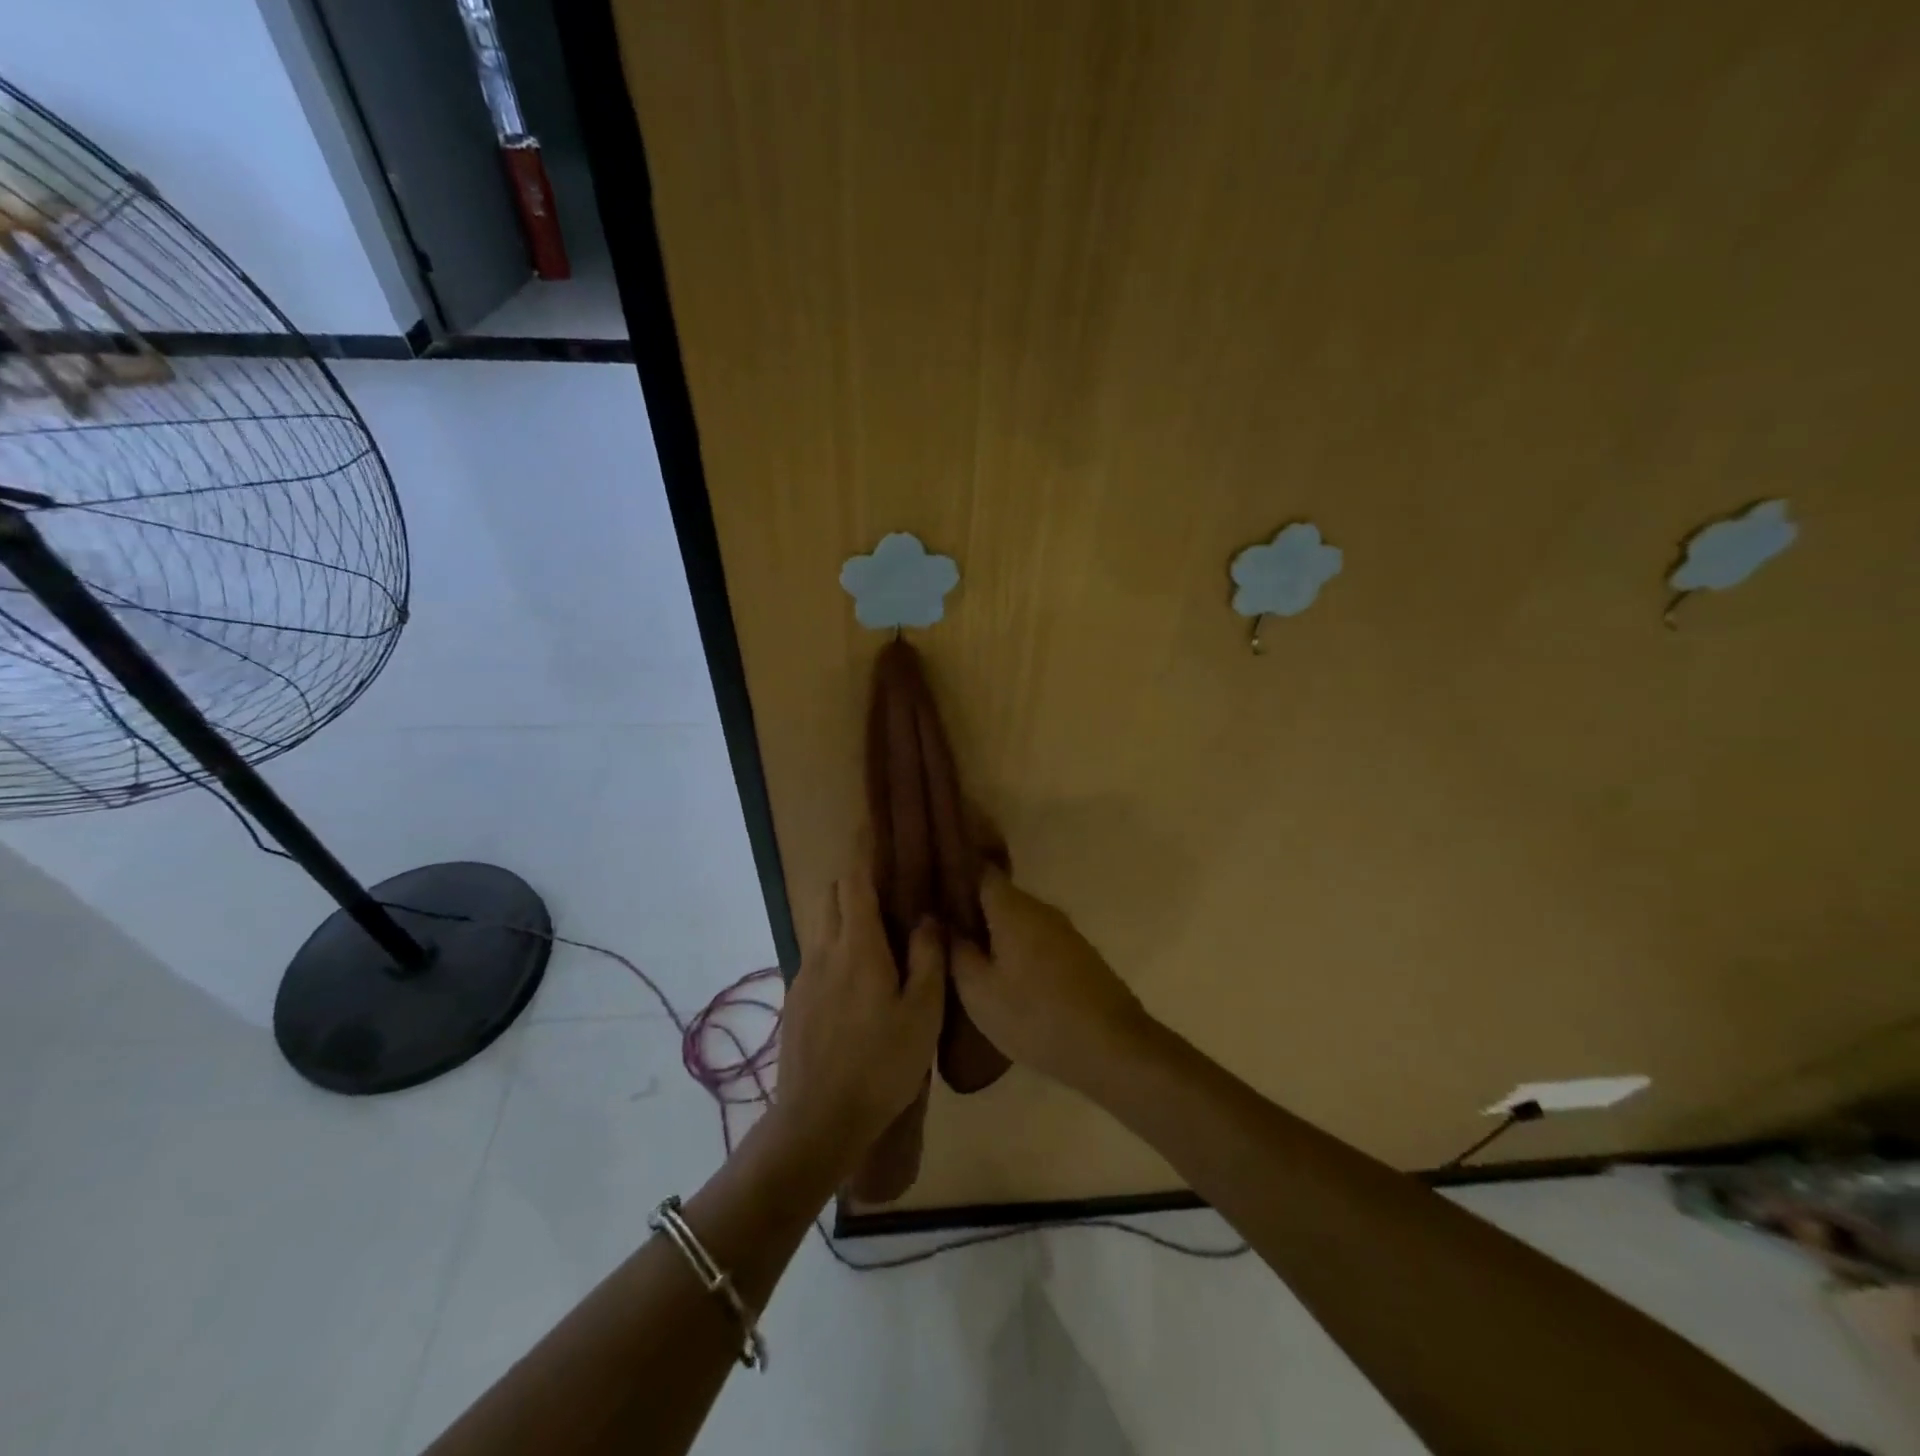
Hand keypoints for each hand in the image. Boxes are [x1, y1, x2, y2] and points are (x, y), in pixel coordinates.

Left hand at [775, 875, 944, 1165]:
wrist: (817, 1121)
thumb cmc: (880, 1065)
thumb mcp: (922, 1014)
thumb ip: (927, 959)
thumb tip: (927, 917)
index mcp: (857, 947)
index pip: (854, 881)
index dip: (863, 851)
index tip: (872, 827)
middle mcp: (823, 950)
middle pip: (832, 895)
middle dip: (854, 879)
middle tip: (887, 885)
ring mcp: (804, 975)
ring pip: (822, 924)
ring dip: (845, 913)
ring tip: (877, 930)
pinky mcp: (796, 1000)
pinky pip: (817, 954)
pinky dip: (836, 945)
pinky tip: (859, 977)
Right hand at [951, 866, 1154, 1092]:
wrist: (1112, 1046)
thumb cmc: (1036, 1016)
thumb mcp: (979, 992)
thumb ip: (956, 952)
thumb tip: (941, 923)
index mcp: (1013, 908)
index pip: (980, 871)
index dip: (955, 874)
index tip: (931, 889)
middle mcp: (1040, 908)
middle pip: (999, 897)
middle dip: (971, 909)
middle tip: (940, 930)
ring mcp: (1063, 931)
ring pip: (1018, 920)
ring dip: (994, 932)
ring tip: (966, 955)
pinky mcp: (1077, 954)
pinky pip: (1036, 939)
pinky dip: (1016, 949)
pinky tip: (1003, 975)